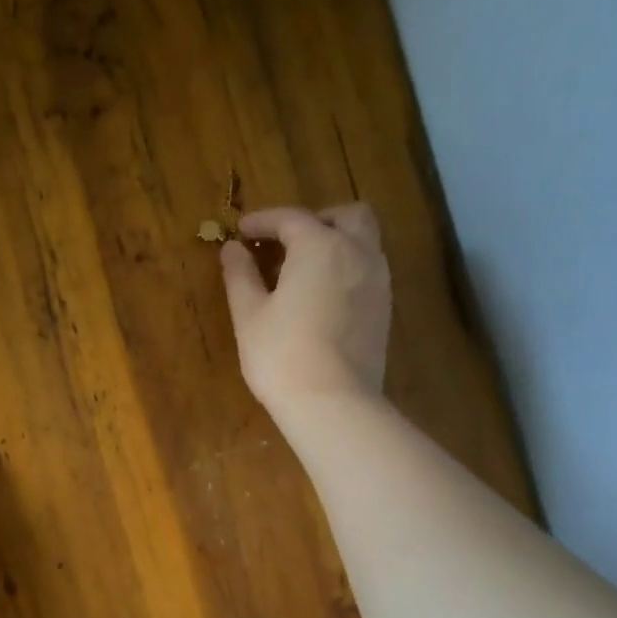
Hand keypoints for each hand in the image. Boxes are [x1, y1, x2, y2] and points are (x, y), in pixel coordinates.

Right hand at [220, 203, 391, 412]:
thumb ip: (240, 275)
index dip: (263, 221)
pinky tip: (323, 295)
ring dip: (336, 242)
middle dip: (315, 219)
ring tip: (304, 269)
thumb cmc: (281, 355)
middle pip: (345, 215)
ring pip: (364, 241)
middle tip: (286, 242)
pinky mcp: (384, 308)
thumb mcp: (249, 315)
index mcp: (320, 246)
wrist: (333, 402)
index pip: (291, 218)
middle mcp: (357, 252)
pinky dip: (346, 267)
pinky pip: (368, 270)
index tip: (241, 231)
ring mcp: (377, 280)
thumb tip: (232, 249)